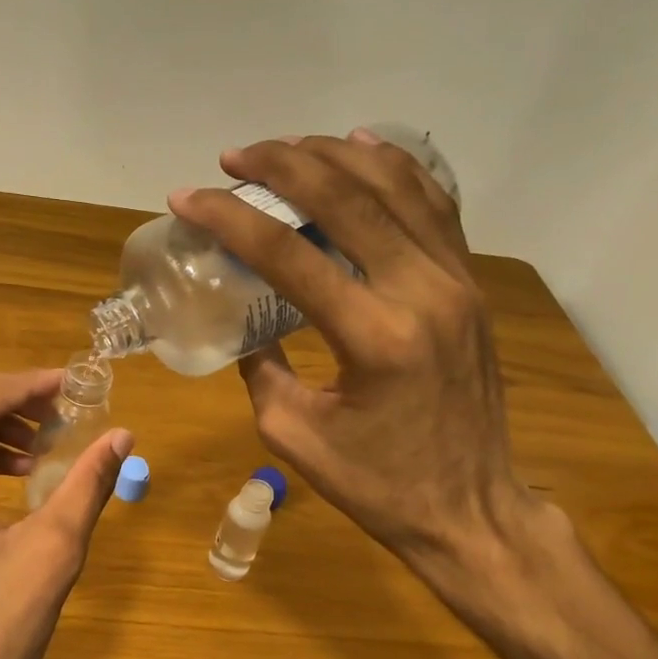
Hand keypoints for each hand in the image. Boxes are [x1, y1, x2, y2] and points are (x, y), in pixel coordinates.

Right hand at [171, 131, 531, 579]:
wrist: (471, 510)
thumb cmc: (378, 485)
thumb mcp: (293, 435)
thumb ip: (261, 367)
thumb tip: (247, 321)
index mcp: (373, 336)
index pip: (286, 254)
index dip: (228, 218)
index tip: (186, 198)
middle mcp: (422, 291)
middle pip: (345, 198)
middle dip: (280, 165)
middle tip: (233, 158)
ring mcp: (456, 281)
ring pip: (395, 186)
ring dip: (334, 155)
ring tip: (285, 148)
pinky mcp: (470, 284)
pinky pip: (435, 205)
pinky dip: (396, 168)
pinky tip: (362, 148)